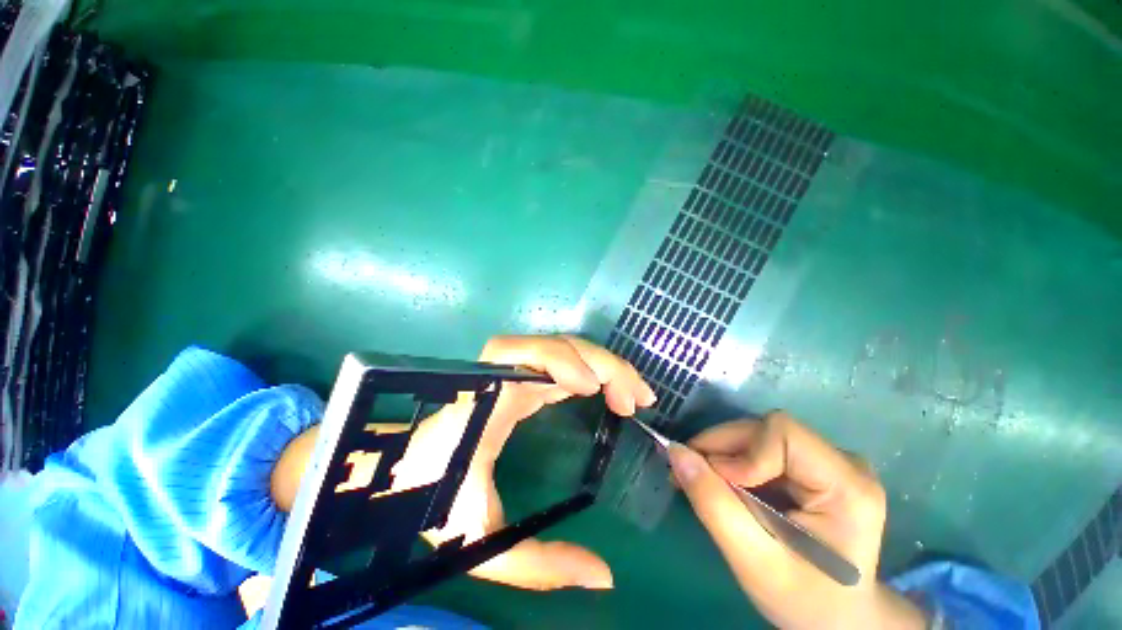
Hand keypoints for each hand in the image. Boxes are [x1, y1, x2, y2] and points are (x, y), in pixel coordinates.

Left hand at [384, 335, 654, 590]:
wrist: (404, 473)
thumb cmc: (432, 499)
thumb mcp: (481, 542)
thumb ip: (539, 563)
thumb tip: (604, 577)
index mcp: (484, 399)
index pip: (517, 354)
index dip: (557, 359)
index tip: (590, 389)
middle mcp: (500, 375)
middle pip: (554, 345)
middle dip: (600, 363)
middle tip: (635, 399)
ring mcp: (511, 371)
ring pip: (562, 347)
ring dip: (601, 363)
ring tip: (631, 394)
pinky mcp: (521, 377)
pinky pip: (560, 361)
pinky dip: (590, 368)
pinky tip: (609, 388)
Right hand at [667, 412, 925, 629]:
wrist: (835, 619)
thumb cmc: (803, 600)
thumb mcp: (753, 561)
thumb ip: (712, 503)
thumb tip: (675, 452)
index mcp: (848, 487)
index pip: (782, 434)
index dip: (742, 451)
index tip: (716, 483)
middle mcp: (844, 463)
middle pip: (767, 430)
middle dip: (722, 449)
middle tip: (689, 474)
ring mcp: (830, 462)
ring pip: (759, 435)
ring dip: (723, 455)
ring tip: (701, 481)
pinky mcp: (813, 466)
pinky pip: (762, 447)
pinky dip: (734, 461)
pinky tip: (721, 484)